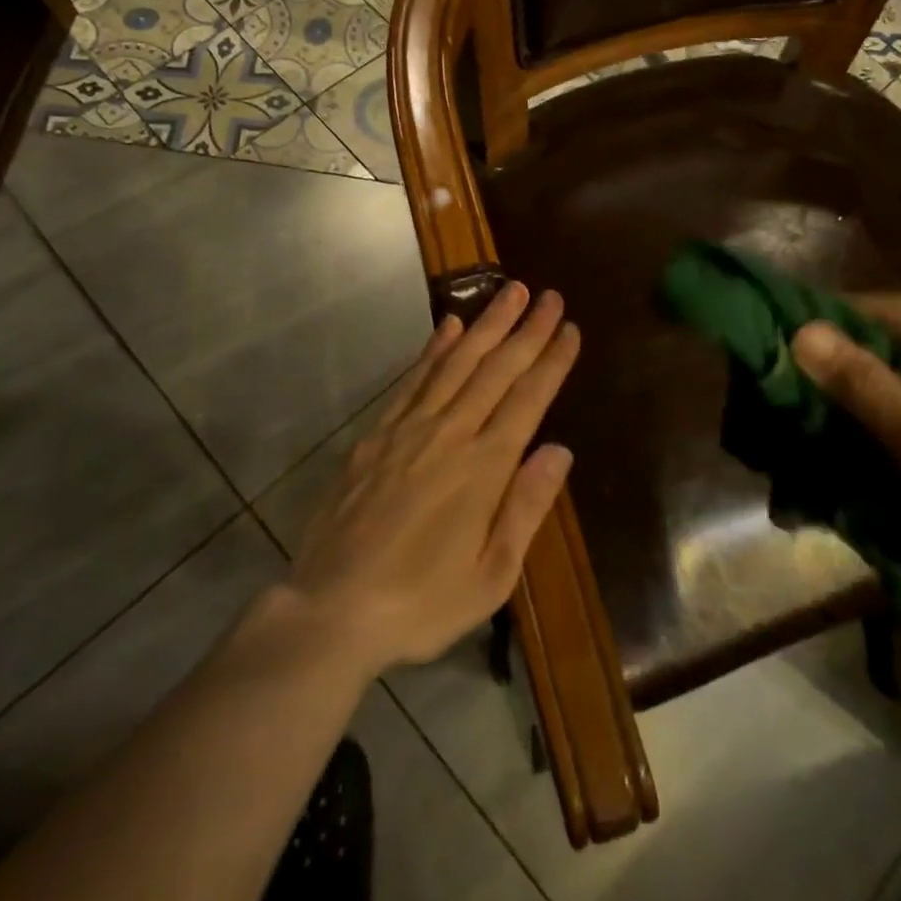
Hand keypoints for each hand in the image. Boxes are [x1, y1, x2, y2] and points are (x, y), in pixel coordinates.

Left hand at [288, 282, 580, 674]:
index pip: (528, 399)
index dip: (551, 361)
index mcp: (484, 468)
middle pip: (496, 368)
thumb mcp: (490, 575)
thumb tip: (560, 450)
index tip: (569, 328)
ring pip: (456, 362)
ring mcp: (408, 428)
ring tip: (508, 292)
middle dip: (526, 329)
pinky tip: (448, 326)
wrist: (331, 609)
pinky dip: (434, 348)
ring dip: (486, 324)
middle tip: (548, 295)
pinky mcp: (376, 433)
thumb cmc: (421, 603)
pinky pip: (413, 379)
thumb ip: (526, 507)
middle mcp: (450, 433)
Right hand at [793, 294, 900, 622]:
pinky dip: (896, 439)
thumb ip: (867, 389)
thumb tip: (801, 331)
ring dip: (865, 411)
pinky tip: (863, 464)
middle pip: (900, 351)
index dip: (829, 319)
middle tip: (785, 396)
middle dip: (842, 373)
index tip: (774, 340)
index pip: (888, 310)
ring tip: (811, 432)